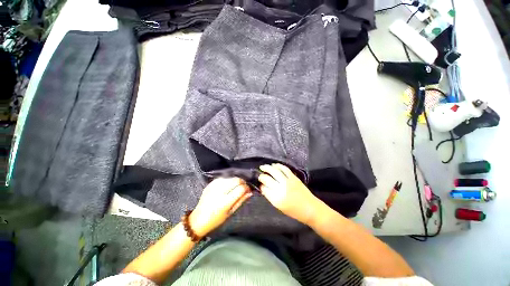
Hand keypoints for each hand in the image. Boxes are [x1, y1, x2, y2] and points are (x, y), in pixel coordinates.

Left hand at [189, 177, 251, 236]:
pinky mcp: (210, 184)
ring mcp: (214, 186)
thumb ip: (241, 201)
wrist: (198, 219)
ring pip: (230, 177)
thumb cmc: (216, 219)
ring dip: (235, 180)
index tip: (248, 190)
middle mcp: (219, 192)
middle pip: (236, 180)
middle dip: (242, 182)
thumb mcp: (230, 213)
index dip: (247, 188)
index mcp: (225, 202)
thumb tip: (250, 192)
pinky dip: (228, 180)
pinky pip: (223, 178)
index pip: (240, 189)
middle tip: (243, 187)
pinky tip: (228, 185)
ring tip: (235, 186)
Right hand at [258, 164, 322, 225]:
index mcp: (276, 199)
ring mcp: (288, 181)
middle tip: (259, 174)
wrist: (310, 208)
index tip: (259, 183)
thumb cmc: (294, 211)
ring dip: (268, 167)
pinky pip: (284, 168)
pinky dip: (278, 165)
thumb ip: (270, 196)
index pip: (264, 188)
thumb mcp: (279, 207)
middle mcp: (281, 189)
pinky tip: (274, 165)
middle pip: (267, 178)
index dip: (260, 185)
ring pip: (275, 171)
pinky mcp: (294, 177)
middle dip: (261, 175)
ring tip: (263, 167)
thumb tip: (263, 187)